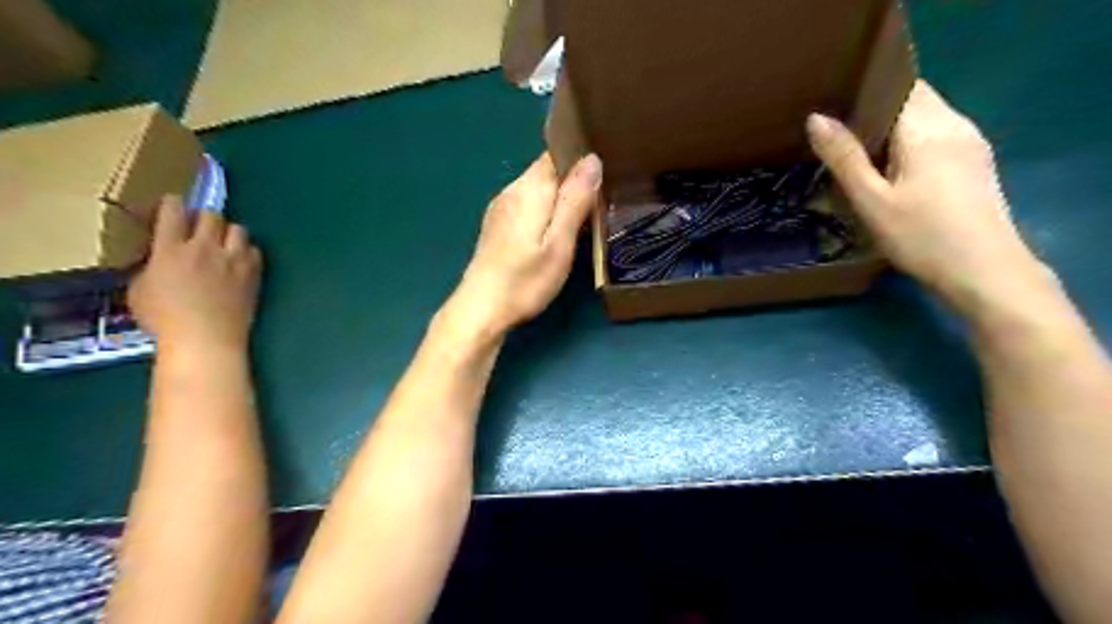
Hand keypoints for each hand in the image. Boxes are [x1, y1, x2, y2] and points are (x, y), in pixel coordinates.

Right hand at [129, 198, 261, 358]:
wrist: (206, 339)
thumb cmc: (165, 320)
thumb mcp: (140, 290)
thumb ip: (151, 266)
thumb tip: (160, 259)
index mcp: (170, 250)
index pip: (173, 211)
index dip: (172, 204)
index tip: (172, 207)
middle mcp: (205, 249)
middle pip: (211, 215)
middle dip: (203, 218)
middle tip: (199, 230)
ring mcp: (233, 260)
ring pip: (238, 229)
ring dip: (228, 233)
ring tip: (223, 245)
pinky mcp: (254, 273)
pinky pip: (255, 250)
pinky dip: (247, 252)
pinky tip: (240, 262)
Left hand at [446, 151, 599, 336]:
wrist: (481, 309)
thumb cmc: (526, 280)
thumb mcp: (560, 243)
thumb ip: (575, 200)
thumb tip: (592, 159)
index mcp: (529, 190)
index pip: (556, 154)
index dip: (580, 157)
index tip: (606, 169)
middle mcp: (512, 190)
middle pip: (547, 171)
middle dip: (572, 179)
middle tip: (601, 198)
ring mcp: (500, 208)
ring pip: (537, 189)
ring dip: (559, 196)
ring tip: (583, 214)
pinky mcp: (497, 225)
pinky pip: (527, 204)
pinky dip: (544, 210)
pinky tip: (553, 231)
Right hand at [810, 81, 1053, 313]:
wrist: (984, 271)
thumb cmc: (920, 236)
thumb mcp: (871, 200)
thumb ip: (844, 157)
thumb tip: (816, 118)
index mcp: (928, 128)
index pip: (898, 85)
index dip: (865, 89)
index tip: (833, 104)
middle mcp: (955, 124)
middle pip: (914, 97)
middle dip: (876, 107)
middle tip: (837, 130)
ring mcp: (970, 143)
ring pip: (926, 116)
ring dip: (893, 125)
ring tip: (857, 147)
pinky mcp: (974, 162)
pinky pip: (937, 134)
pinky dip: (910, 140)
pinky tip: (890, 166)